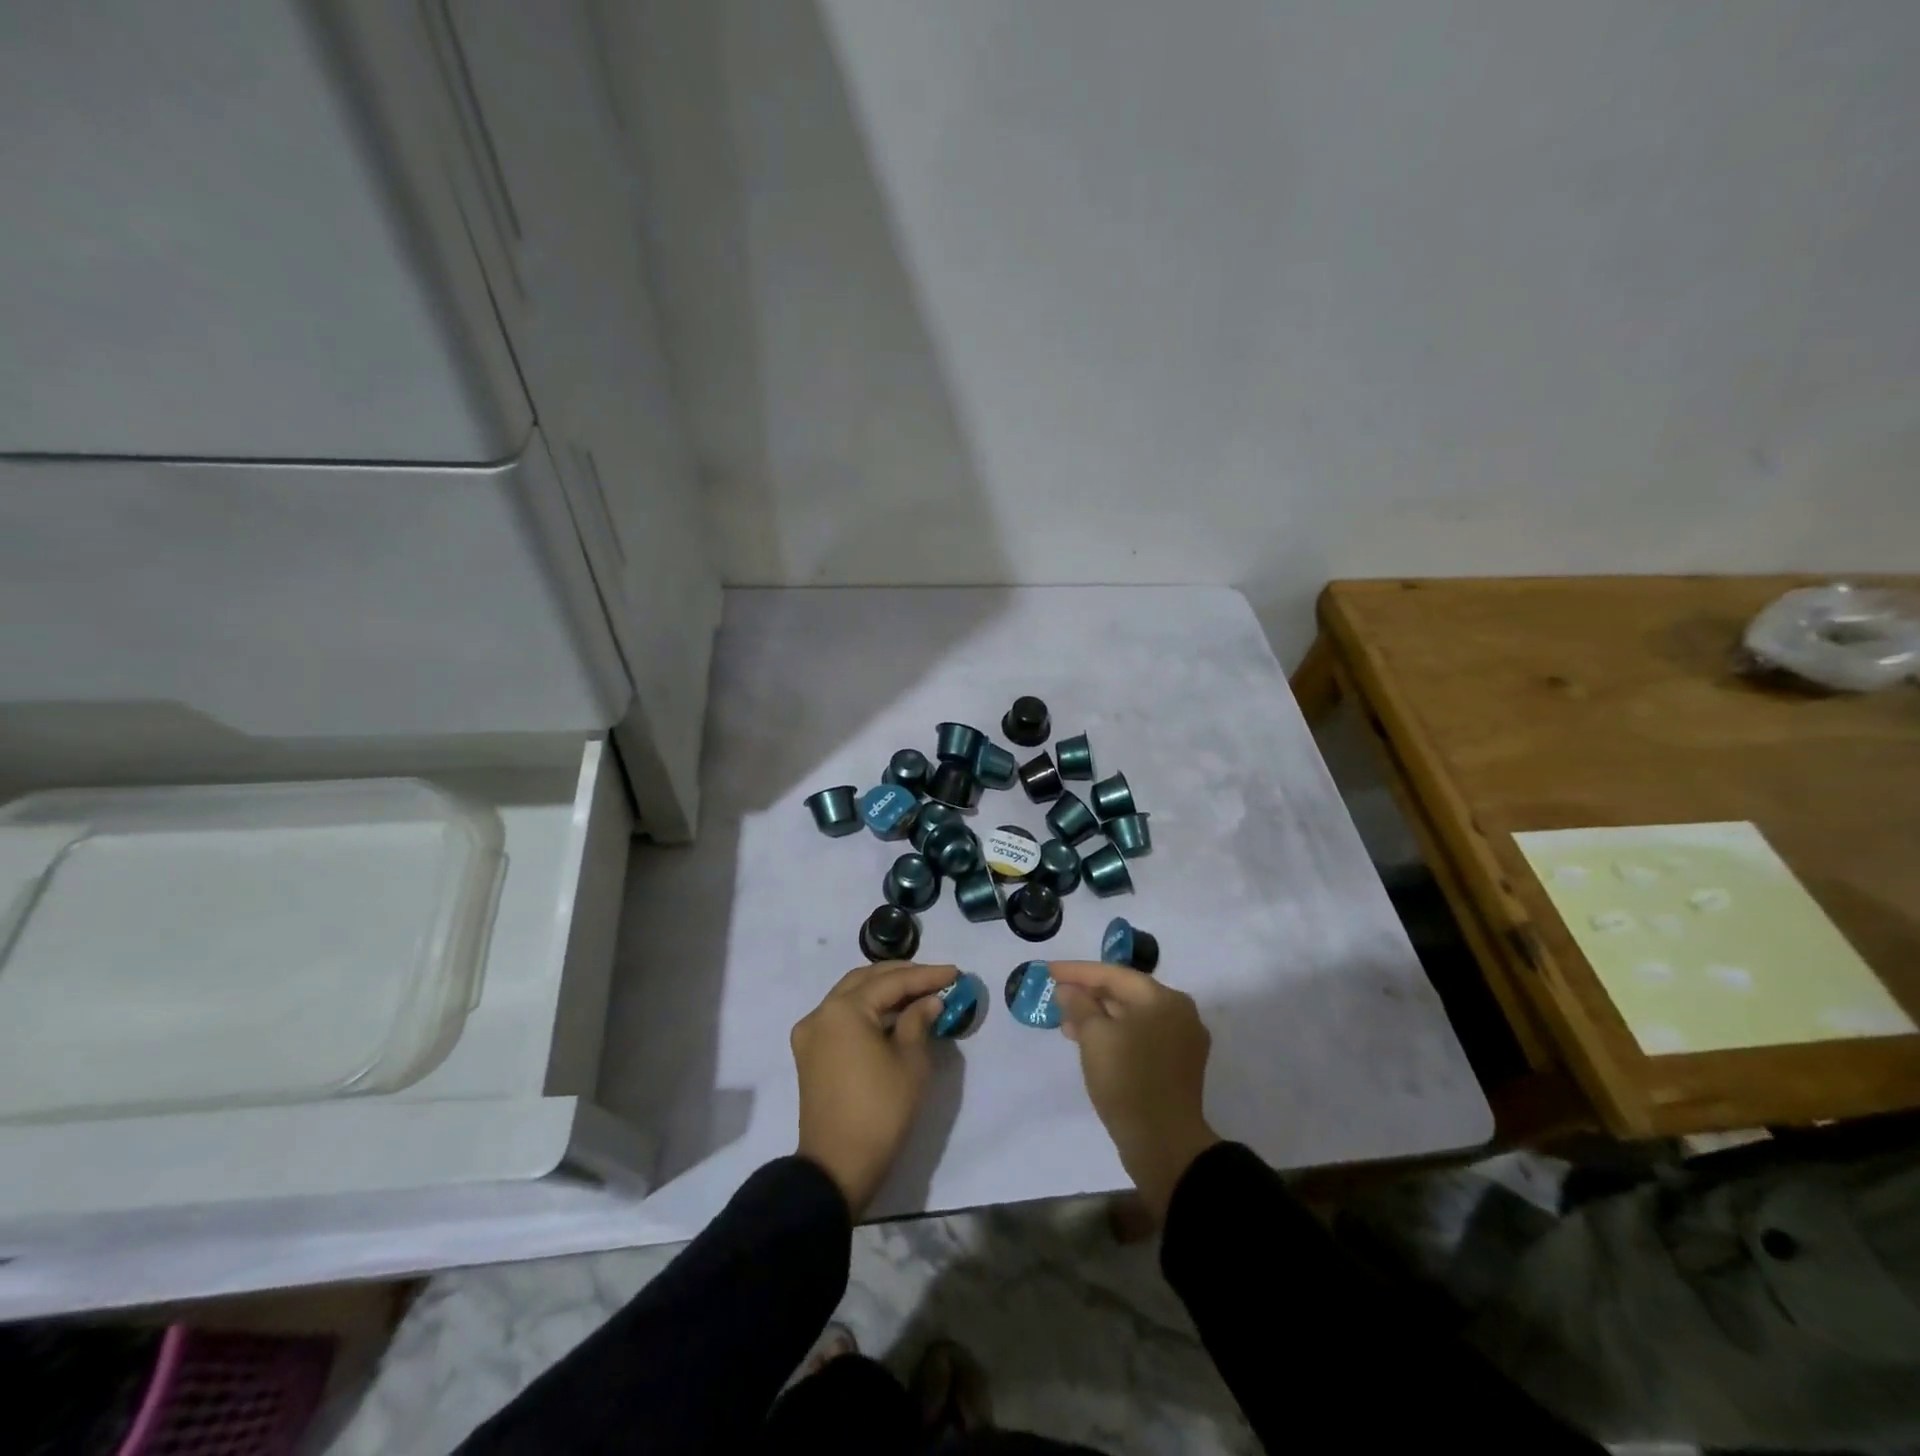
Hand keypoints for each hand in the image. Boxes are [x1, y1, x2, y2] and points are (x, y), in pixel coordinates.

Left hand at [791, 961, 953, 1214]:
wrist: (837, 1167)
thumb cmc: (880, 1111)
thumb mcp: (910, 1062)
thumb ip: (919, 1020)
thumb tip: (928, 1001)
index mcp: (844, 1010)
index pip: (891, 982)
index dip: (926, 976)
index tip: (955, 973)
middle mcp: (821, 1013)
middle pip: (865, 980)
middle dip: (902, 976)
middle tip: (935, 978)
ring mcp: (811, 1033)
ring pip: (851, 996)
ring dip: (883, 991)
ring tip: (918, 992)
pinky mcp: (810, 1053)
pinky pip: (841, 1017)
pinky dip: (867, 1010)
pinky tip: (891, 1014)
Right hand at [1050, 961, 1219, 1220]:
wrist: (1164, 1145)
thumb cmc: (1128, 1080)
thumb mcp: (1094, 1037)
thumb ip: (1079, 1005)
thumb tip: (1068, 989)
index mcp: (1164, 999)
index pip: (1114, 974)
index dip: (1077, 971)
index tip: (1048, 971)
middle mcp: (1179, 1013)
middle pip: (1126, 993)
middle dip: (1088, 995)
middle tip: (1056, 996)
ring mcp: (1181, 1041)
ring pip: (1132, 1017)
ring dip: (1098, 1017)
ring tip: (1066, 1024)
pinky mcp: (1177, 1066)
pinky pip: (1140, 1037)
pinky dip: (1115, 1035)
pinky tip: (1090, 1044)